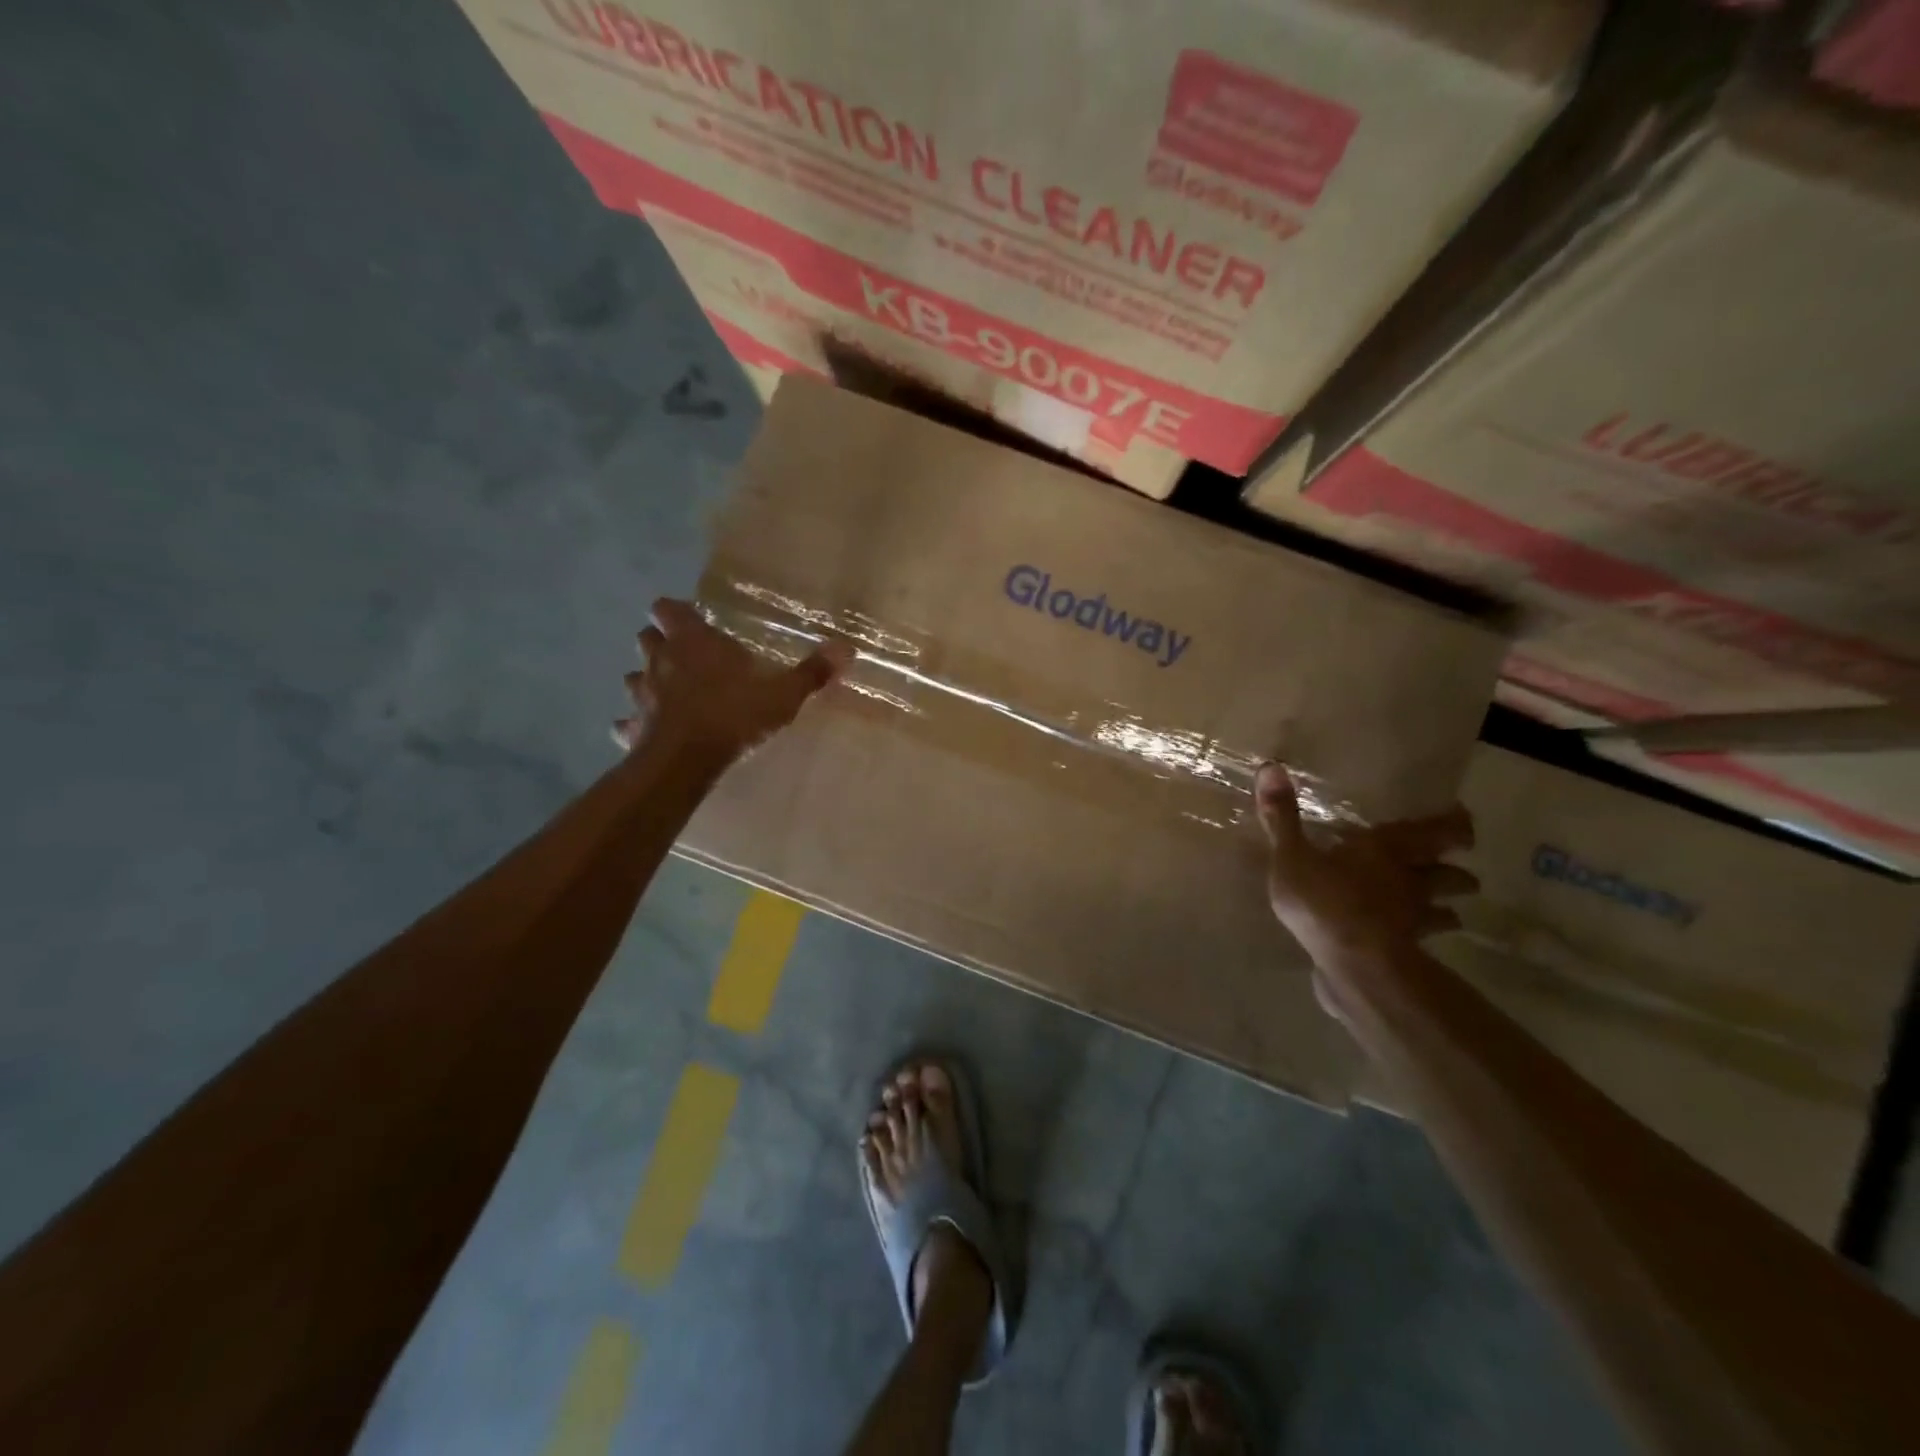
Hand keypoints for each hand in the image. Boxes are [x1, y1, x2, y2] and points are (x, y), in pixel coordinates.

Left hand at [612, 598, 846, 758]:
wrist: (687, 760)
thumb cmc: (734, 714)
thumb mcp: (783, 694)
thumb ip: (811, 672)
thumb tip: (846, 648)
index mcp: (693, 642)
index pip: (668, 608)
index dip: (675, 612)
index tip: (691, 621)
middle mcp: (660, 660)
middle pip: (647, 638)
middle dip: (660, 643)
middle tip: (685, 656)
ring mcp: (640, 694)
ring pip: (632, 677)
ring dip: (646, 681)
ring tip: (667, 694)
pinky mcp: (632, 728)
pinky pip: (626, 723)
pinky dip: (635, 725)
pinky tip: (649, 733)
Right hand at [1254, 763, 1476, 991]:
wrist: (1353, 965)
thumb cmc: (1323, 901)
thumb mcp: (1292, 856)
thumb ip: (1282, 817)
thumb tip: (1271, 766)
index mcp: (1386, 848)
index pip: (1438, 831)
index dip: (1454, 825)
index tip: (1460, 819)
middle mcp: (1410, 878)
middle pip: (1450, 871)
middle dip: (1456, 869)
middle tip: (1457, 866)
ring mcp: (1414, 916)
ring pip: (1446, 906)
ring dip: (1448, 904)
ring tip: (1445, 906)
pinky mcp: (1407, 949)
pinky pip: (1425, 938)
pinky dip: (1426, 936)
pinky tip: (1415, 939)